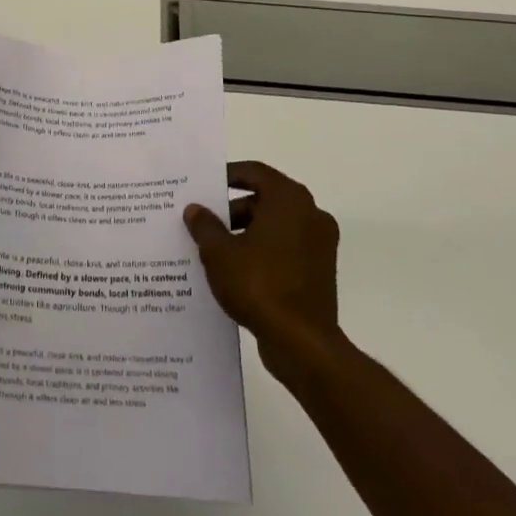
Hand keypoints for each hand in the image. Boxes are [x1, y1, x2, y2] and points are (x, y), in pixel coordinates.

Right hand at [185, 161, 341, 382]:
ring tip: (215, 250)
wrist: (302, 343)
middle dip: (233, 209)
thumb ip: (205, 226)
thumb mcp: (219, 253)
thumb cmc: (259, 285)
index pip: (255, 172)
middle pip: (266, 199)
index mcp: (289, 200)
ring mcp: (320, 244)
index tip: (204, 186)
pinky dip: (264, 252)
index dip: (227, 175)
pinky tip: (237, 271)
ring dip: (247, 232)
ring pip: (276, 225)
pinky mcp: (321, 271)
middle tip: (204, 223)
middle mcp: (311, 214)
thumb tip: (195, 209)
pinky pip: (286, 249)